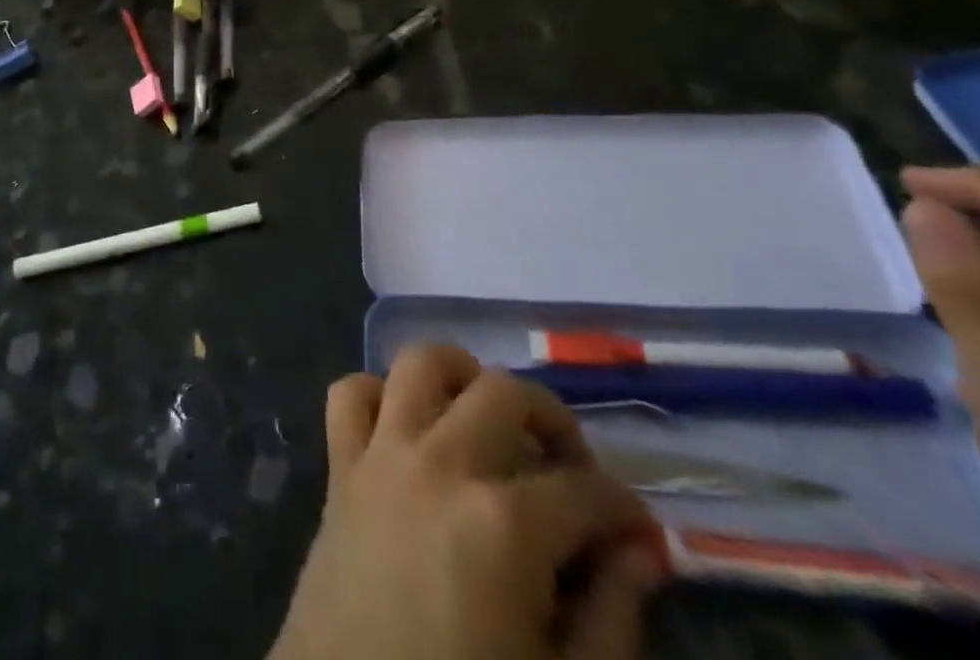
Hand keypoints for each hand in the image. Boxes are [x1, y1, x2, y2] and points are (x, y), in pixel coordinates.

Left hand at [269, 344, 662, 659]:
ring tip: (484, 417)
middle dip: (551, 421)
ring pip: (420, 364)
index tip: (637, 535)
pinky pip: (349, 393)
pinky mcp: (339, 467)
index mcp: (504, 525)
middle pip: (505, 393)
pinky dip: (378, 394)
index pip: (586, 490)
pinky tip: (405, 428)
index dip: (624, 510)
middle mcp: (442, 464)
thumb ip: (611, 616)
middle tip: (567, 471)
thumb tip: (640, 550)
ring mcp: (382, 455)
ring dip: (460, 377)